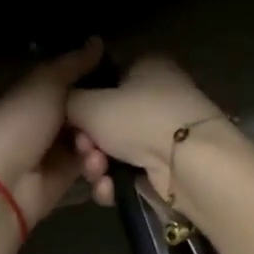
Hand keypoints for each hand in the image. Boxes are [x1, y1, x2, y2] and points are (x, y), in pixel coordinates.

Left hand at [0, 38, 103, 226]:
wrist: (0, 182)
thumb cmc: (20, 123)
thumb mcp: (46, 84)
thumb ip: (73, 64)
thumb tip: (98, 40)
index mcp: (38, 92)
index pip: (77, 82)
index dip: (101, 81)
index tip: (128, 81)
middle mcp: (49, 120)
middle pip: (91, 115)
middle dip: (105, 121)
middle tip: (112, 125)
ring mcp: (58, 152)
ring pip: (97, 144)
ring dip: (101, 151)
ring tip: (92, 157)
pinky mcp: (67, 181)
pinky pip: (94, 175)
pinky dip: (101, 177)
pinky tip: (99, 177)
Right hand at [66, 55, 227, 207]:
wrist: (190, 165)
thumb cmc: (139, 119)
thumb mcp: (89, 103)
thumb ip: (67, 100)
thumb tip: (63, 104)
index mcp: (146, 65)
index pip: (103, 75)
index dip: (80, 98)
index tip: (68, 119)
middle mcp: (158, 93)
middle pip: (106, 117)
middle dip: (88, 140)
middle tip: (84, 149)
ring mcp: (164, 131)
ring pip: (114, 147)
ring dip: (98, 164)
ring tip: (98, 171)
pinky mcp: (168, 165)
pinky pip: (129, 170)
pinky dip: (116, 181)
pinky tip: (110, 188)